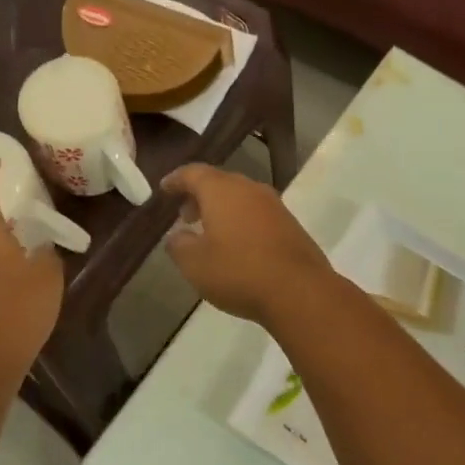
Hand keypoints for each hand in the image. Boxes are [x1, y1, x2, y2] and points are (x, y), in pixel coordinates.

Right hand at [161, 165, 332, 322]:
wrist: (300, 291)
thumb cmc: (239, 272)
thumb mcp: (195, 264)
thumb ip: (179, 245)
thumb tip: (177, 235)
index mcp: (222, 190)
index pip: (193, 173)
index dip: (176, 180)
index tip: (164, 189)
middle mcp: (249, 189)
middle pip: (219, 182)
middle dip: (199, 195)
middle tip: (185, 215)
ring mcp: (274, 205)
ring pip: (240, 197)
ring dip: (222, 209)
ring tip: (209, 231)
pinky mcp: (290, 224)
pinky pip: (257, 213)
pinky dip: (241, 220)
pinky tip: (237, 244)